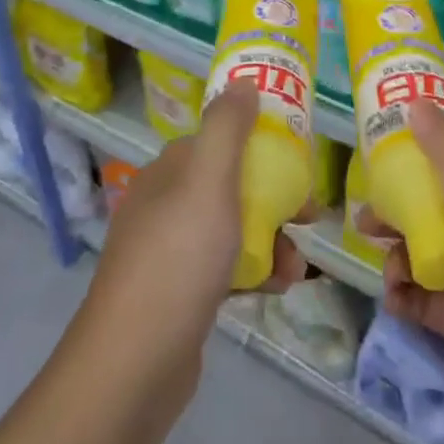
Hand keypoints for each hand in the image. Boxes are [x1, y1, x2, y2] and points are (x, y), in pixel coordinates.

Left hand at [84, 80, 312, 390]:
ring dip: (271, 239)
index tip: (299, 162)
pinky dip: (254, 271)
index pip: (219, 142)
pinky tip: (278, 287)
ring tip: (298, 265)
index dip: (260, 146)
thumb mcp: (208, 180)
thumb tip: (243, 81)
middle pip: (230, 186)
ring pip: (232, 229)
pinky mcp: (177, 293)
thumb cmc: (178, 258)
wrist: (134, 362)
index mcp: (169, 172)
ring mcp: (168, 252)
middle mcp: (164, 205)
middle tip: (309, 216)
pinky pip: (224, 267)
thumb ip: (227, 128)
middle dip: (275, 198)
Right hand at [371, 102, 443, 443]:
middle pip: (437, 218)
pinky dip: (409, 299)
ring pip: (430, 260)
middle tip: (365, 223)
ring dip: (401, 260)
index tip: (377, 171)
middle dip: (400, 217)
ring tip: (388, 272)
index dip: (415, 170)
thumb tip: (417, 102)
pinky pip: (431, 304)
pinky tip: (395, 302)